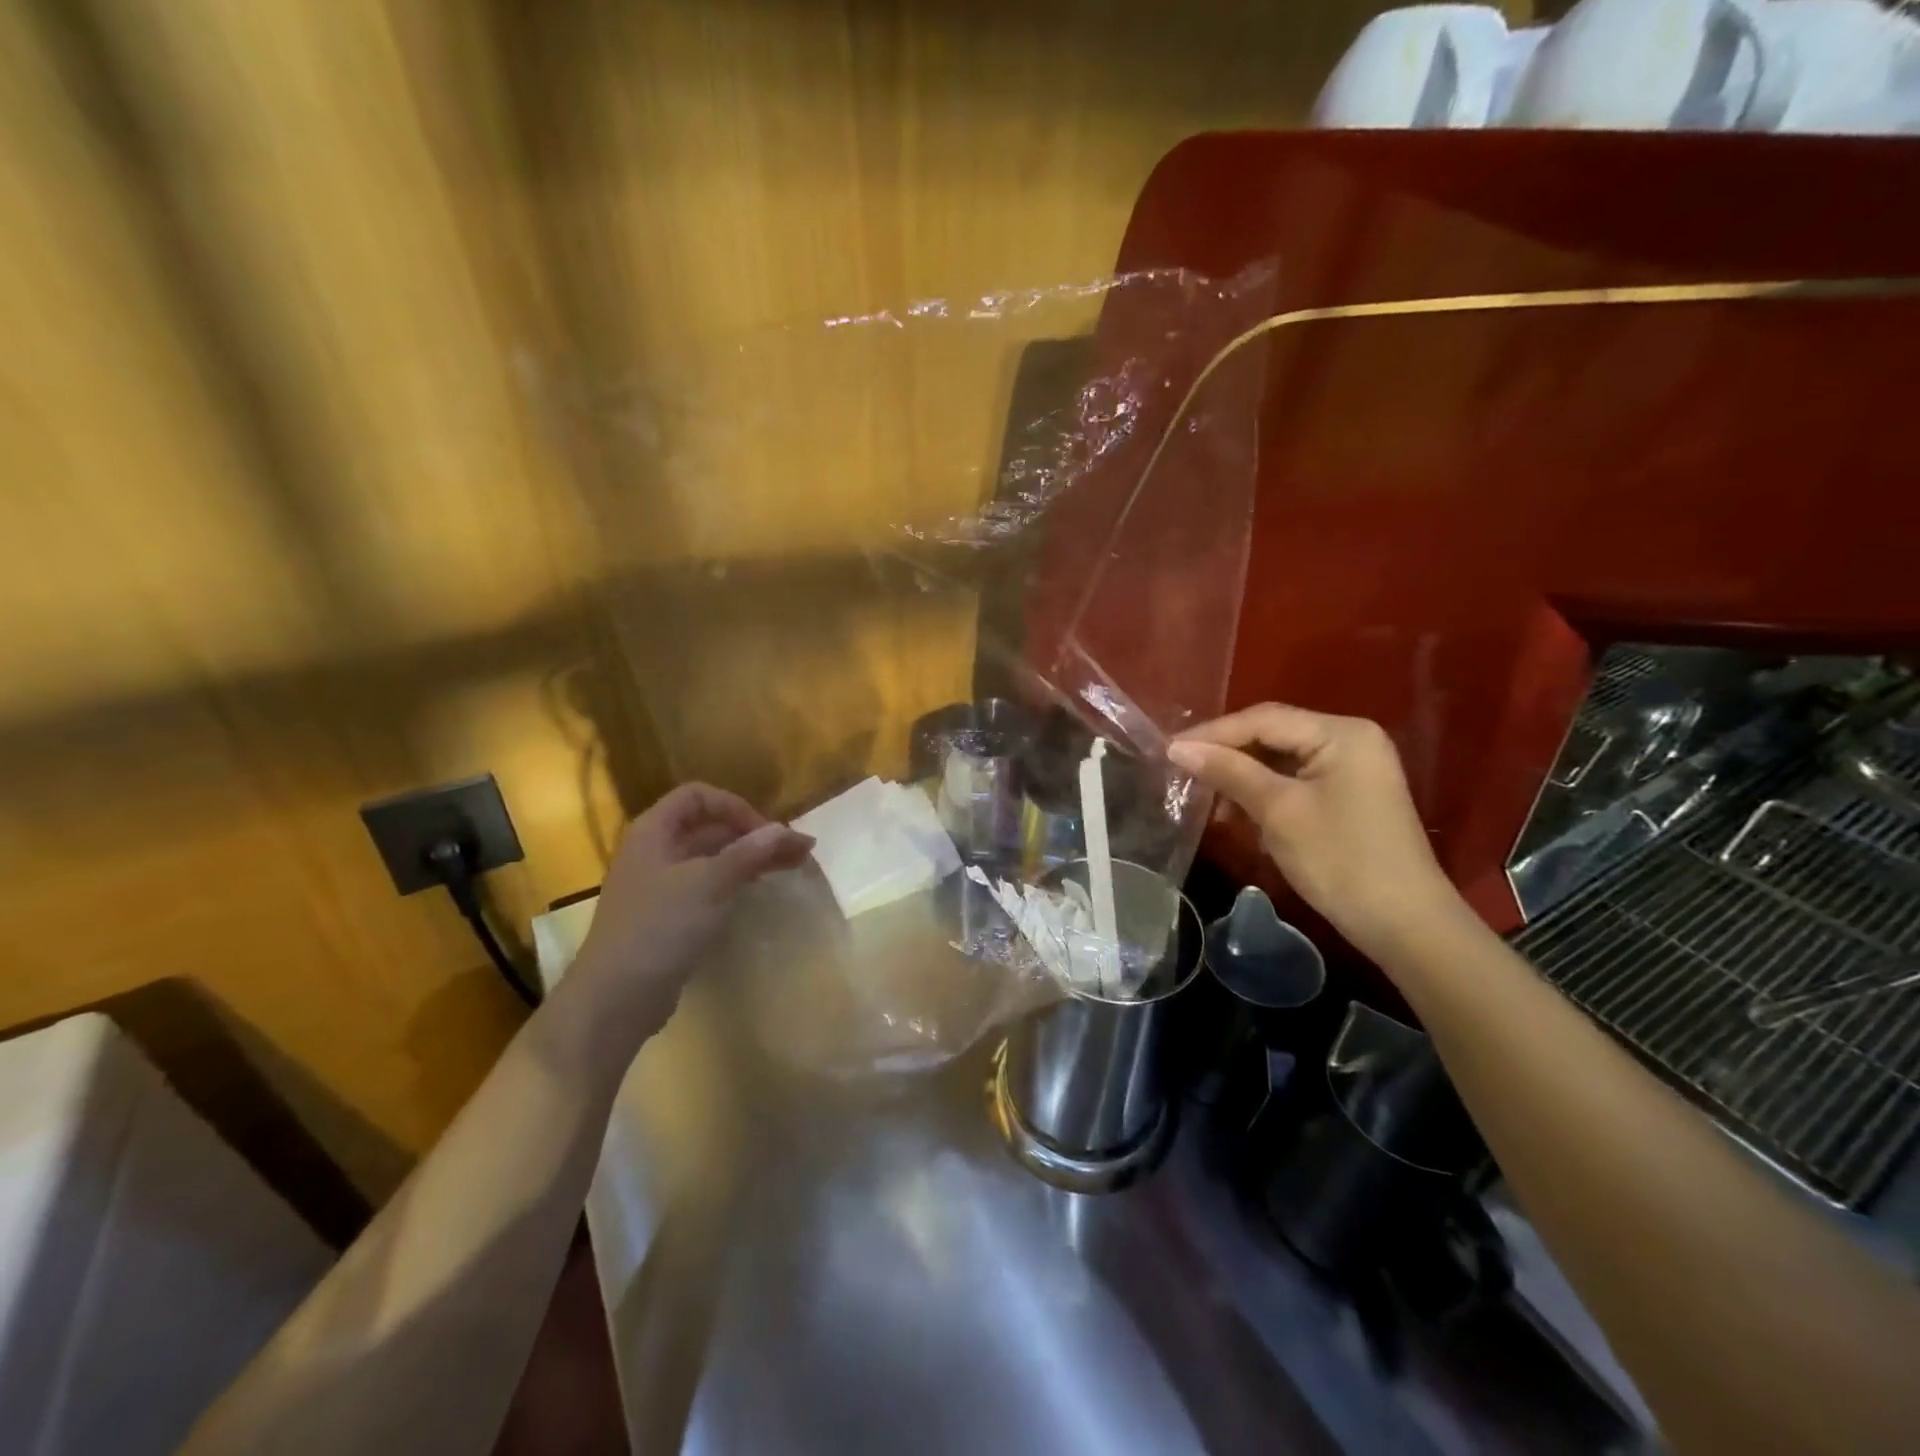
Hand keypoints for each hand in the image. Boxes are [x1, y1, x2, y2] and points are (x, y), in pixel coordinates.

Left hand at [568, 784, 812, 1031]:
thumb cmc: (660, 927)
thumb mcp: (710, 883)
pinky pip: (707, 885)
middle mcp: (654, 851)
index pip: (698, 796)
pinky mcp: (668, 915)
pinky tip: (758, 889)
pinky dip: (735, 881)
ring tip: (793, 866)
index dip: (735, 807)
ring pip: (712, 858)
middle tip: (797, 851)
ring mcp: (659, 885)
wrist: (616, 997)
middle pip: (709, 827)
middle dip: (753, 834)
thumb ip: (750, 853)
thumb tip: (788, 830)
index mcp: (654, 831)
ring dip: (751, 858)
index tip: (767, 832)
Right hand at [1167, 704, 1462, 962]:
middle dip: (1226, 753)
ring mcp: (1352, 767)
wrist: (1404, 924)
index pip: (1263, 719)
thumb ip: (1229, 772)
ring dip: (1241, 775)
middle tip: (1182, 770)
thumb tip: (1179, 747)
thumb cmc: (1340, 860)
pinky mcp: (1348, 794)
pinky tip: (1237, 811)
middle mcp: (1350, 738)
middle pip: (1273, 734)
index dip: (1213, 733)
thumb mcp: (1278, 811)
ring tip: (1204, 795)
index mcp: (1341, 733)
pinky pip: (1295, 779)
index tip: (1169, 751)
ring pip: (1280, 758)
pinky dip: (1263, 791)